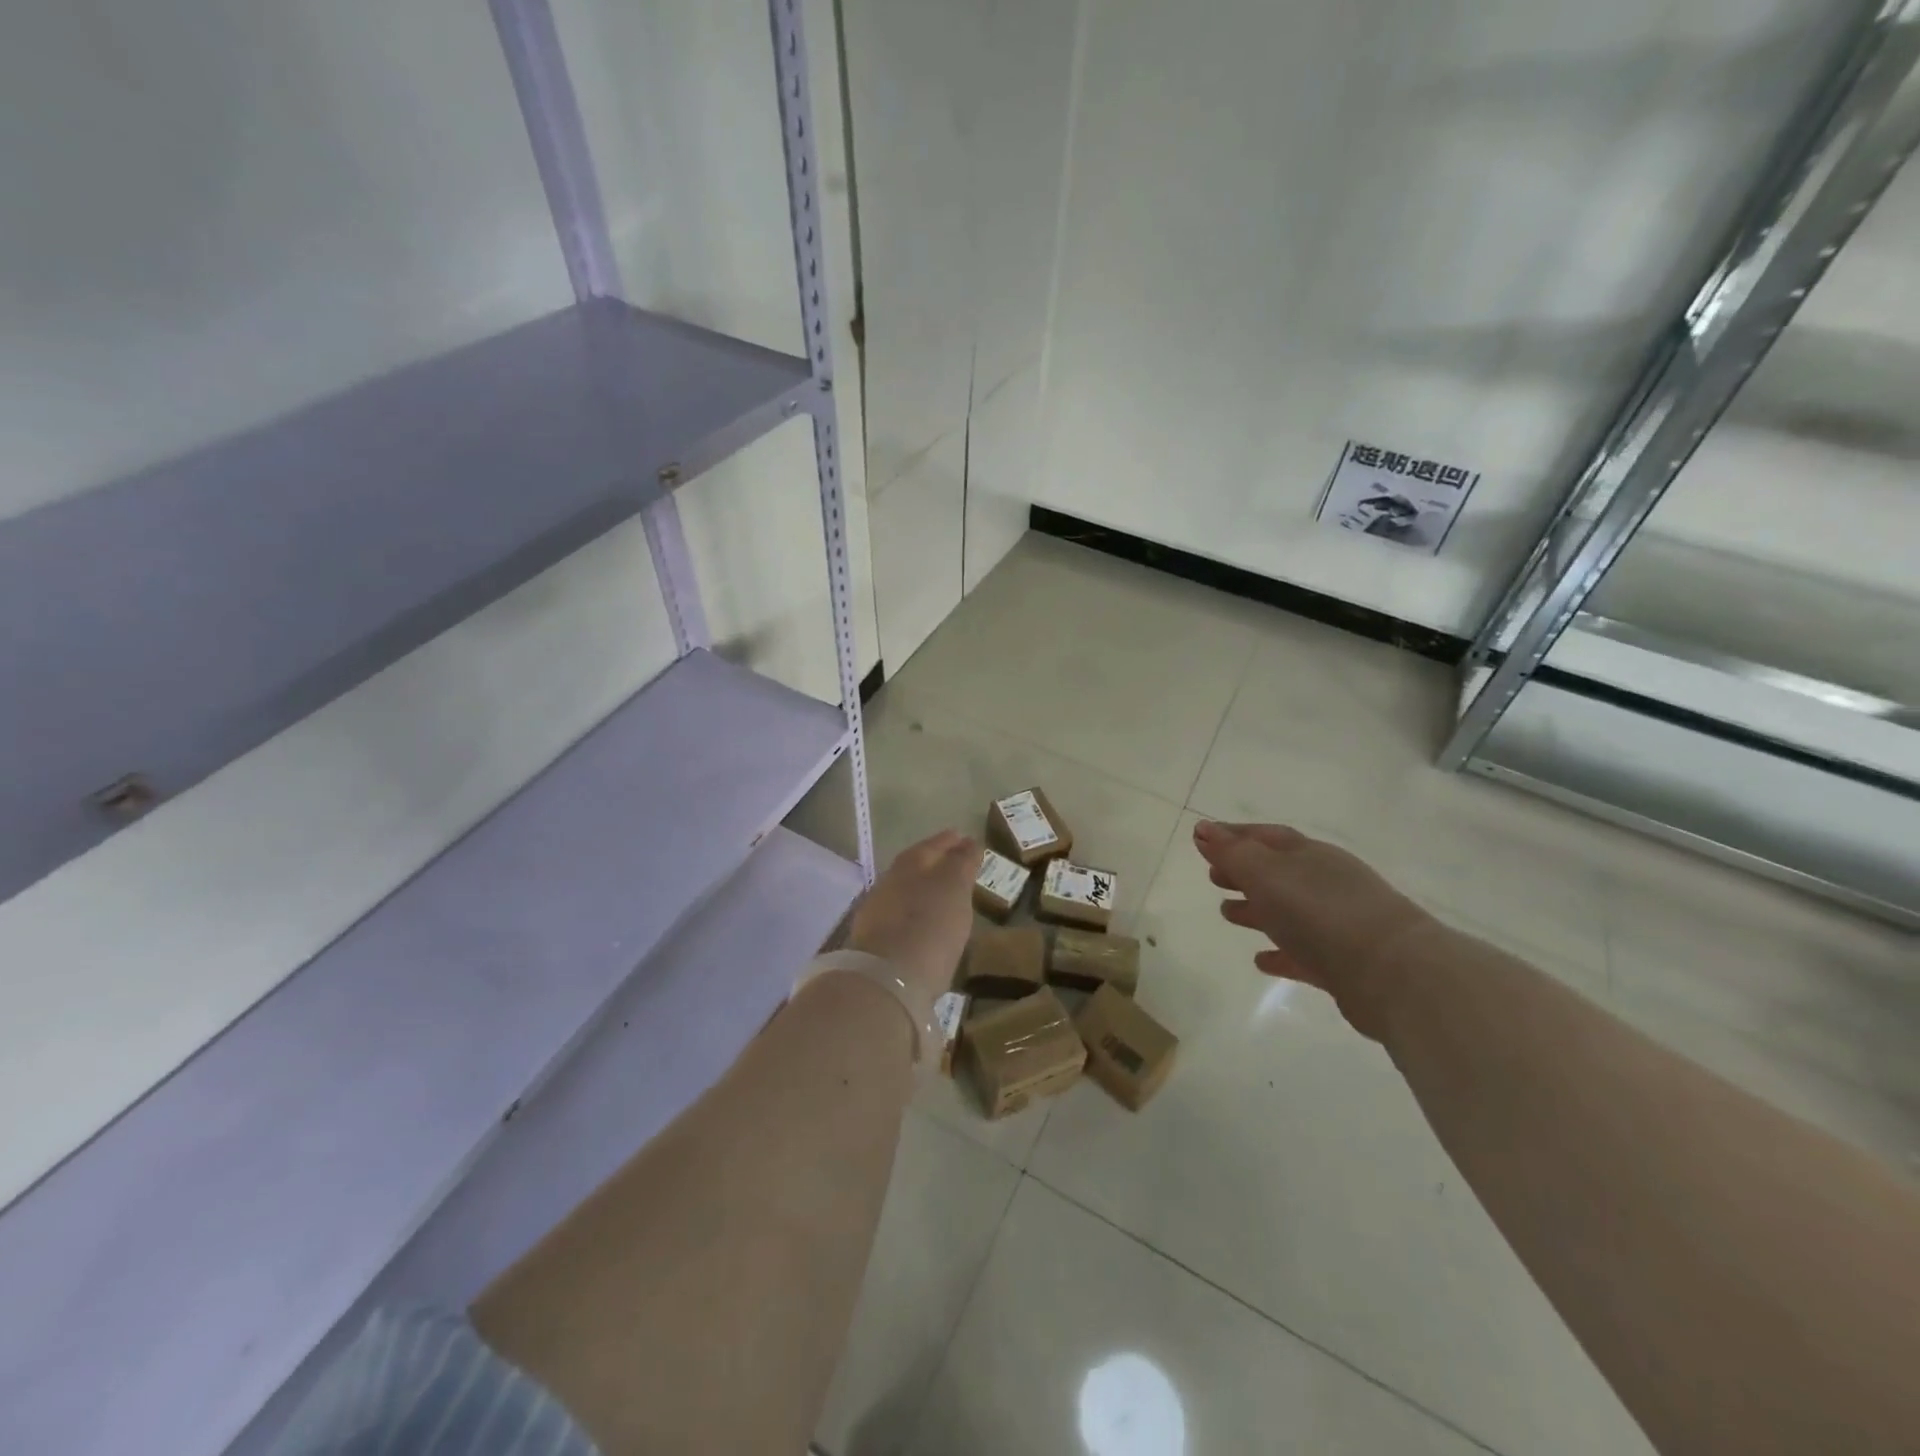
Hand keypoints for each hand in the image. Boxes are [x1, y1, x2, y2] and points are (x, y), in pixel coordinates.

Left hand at [844, 829, 978, 1021]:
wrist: (887, 980)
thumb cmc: (929, 926)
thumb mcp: (954, 888)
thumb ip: (961, 863)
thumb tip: (968, 842)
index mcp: (909, 864)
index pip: (933, 845)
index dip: (950, 841)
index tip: (966, 839)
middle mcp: (889, 882)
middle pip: (915, 866)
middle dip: (936, 864)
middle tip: (958, 867)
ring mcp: (878, 913)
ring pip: (906, 892)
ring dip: (924, 891)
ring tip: (946, 898)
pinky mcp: (874, 943)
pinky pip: (901, 919)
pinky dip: (916, 916)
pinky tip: (927, 926)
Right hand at [1193, 820, 1434, 1041]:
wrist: (1393, 974)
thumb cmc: (1320, 912)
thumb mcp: (1266, 874)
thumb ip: (1233, 853)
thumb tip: (1203, 829)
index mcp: (1309, 855)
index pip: (1266, 836)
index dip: (1234, 835)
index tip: (1202, 838)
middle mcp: (1325, 883)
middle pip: (1276, 872)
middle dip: (1243, 871)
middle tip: (1212, 876)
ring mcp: (1337, 924)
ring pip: (1288, 911)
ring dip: (1256, 909)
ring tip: (1226, 913)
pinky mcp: (1342, 965)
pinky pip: (1302, 953)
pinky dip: (1280, 952)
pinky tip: (1260, 960)